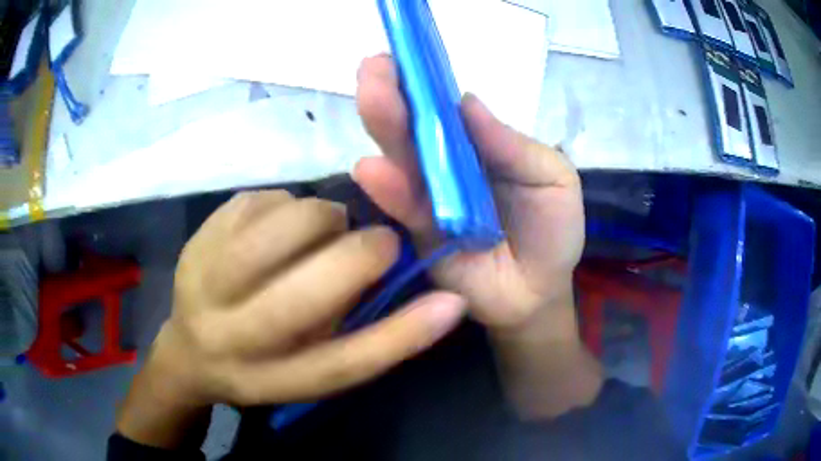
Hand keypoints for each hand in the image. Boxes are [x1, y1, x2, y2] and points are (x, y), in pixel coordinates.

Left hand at [117, 191, 465, 447]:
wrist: (188, 349)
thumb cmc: (261, 365)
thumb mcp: (313, 368)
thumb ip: (369, 338)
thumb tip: (442, 302)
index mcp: (267, 379)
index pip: (340, 366)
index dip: (401, 335)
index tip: (447, 300)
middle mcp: (228, 336)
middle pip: (305, 293)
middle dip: (359, 253)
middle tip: (378, 241)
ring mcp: (202, 280)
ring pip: (283, 226)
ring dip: (322, 219)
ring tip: (324, 231)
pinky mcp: (197, 237)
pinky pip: (260, 200)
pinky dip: (288, 204)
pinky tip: (283, 224)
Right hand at [354, 55, 584, 333]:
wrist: (538, 293)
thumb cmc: (553, 232)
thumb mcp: (553, 180)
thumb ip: (513, 146)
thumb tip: (467, 102)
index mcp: (479, 145)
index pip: (445, 107)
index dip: (424, 81)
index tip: (402, 55)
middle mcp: (446, 164)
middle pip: (414, 126)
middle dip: (393, 94)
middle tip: (374, 67)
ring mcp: (428, 197)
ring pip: (400, 158)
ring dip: (384, 126)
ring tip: (370, 95)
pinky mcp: (417, 233)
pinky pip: (402, 207)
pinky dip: (388, 189)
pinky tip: (371, 169)